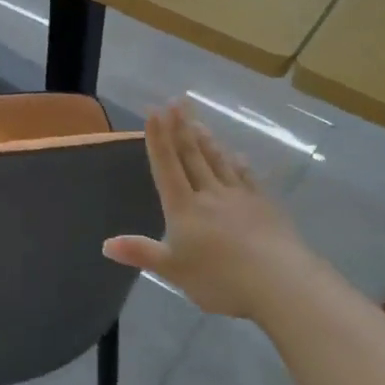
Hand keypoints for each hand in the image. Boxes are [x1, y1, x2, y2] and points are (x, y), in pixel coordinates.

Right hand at [103, 100, 322, 319]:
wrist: (280, 282)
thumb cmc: (220, 280)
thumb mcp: (173, 271)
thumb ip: (141, 253)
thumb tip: (105, 244)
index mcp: (184, 208)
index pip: (167, 166)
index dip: (158, 138)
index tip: (154, 111)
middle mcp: (210, 194)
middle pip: (192, 155)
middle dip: (181, 127)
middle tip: (176, 101)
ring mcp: (240, 196)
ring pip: (218, 161)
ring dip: (206, 139)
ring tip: (198, 121)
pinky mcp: (264, 205)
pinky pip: (246, 177)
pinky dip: (238, 163)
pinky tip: (237, 155)